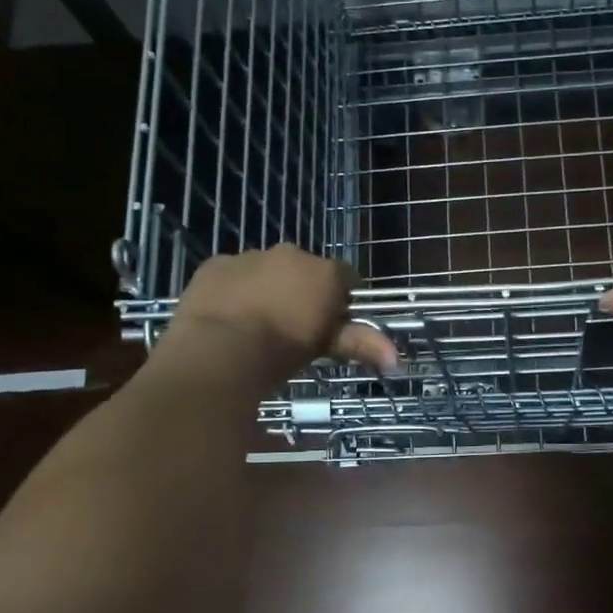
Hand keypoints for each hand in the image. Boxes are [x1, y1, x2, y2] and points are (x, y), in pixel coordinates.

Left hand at [154, 244, 397, 388]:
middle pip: (305, 271)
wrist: (220, 350)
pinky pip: (231, 275)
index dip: (341, 300)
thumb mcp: (325, 349)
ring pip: (266, 270)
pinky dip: (233, 290)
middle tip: (293, 329)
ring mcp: (250, 256)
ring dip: (267, 289)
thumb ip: (361, 343)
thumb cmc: (282, 351)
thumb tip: (396, 357)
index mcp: (324, 272)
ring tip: (256, 326)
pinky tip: (227, 317)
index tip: (332, 325)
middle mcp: (291, 255)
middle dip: (302, 292)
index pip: (346, 278)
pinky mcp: (215, 264)